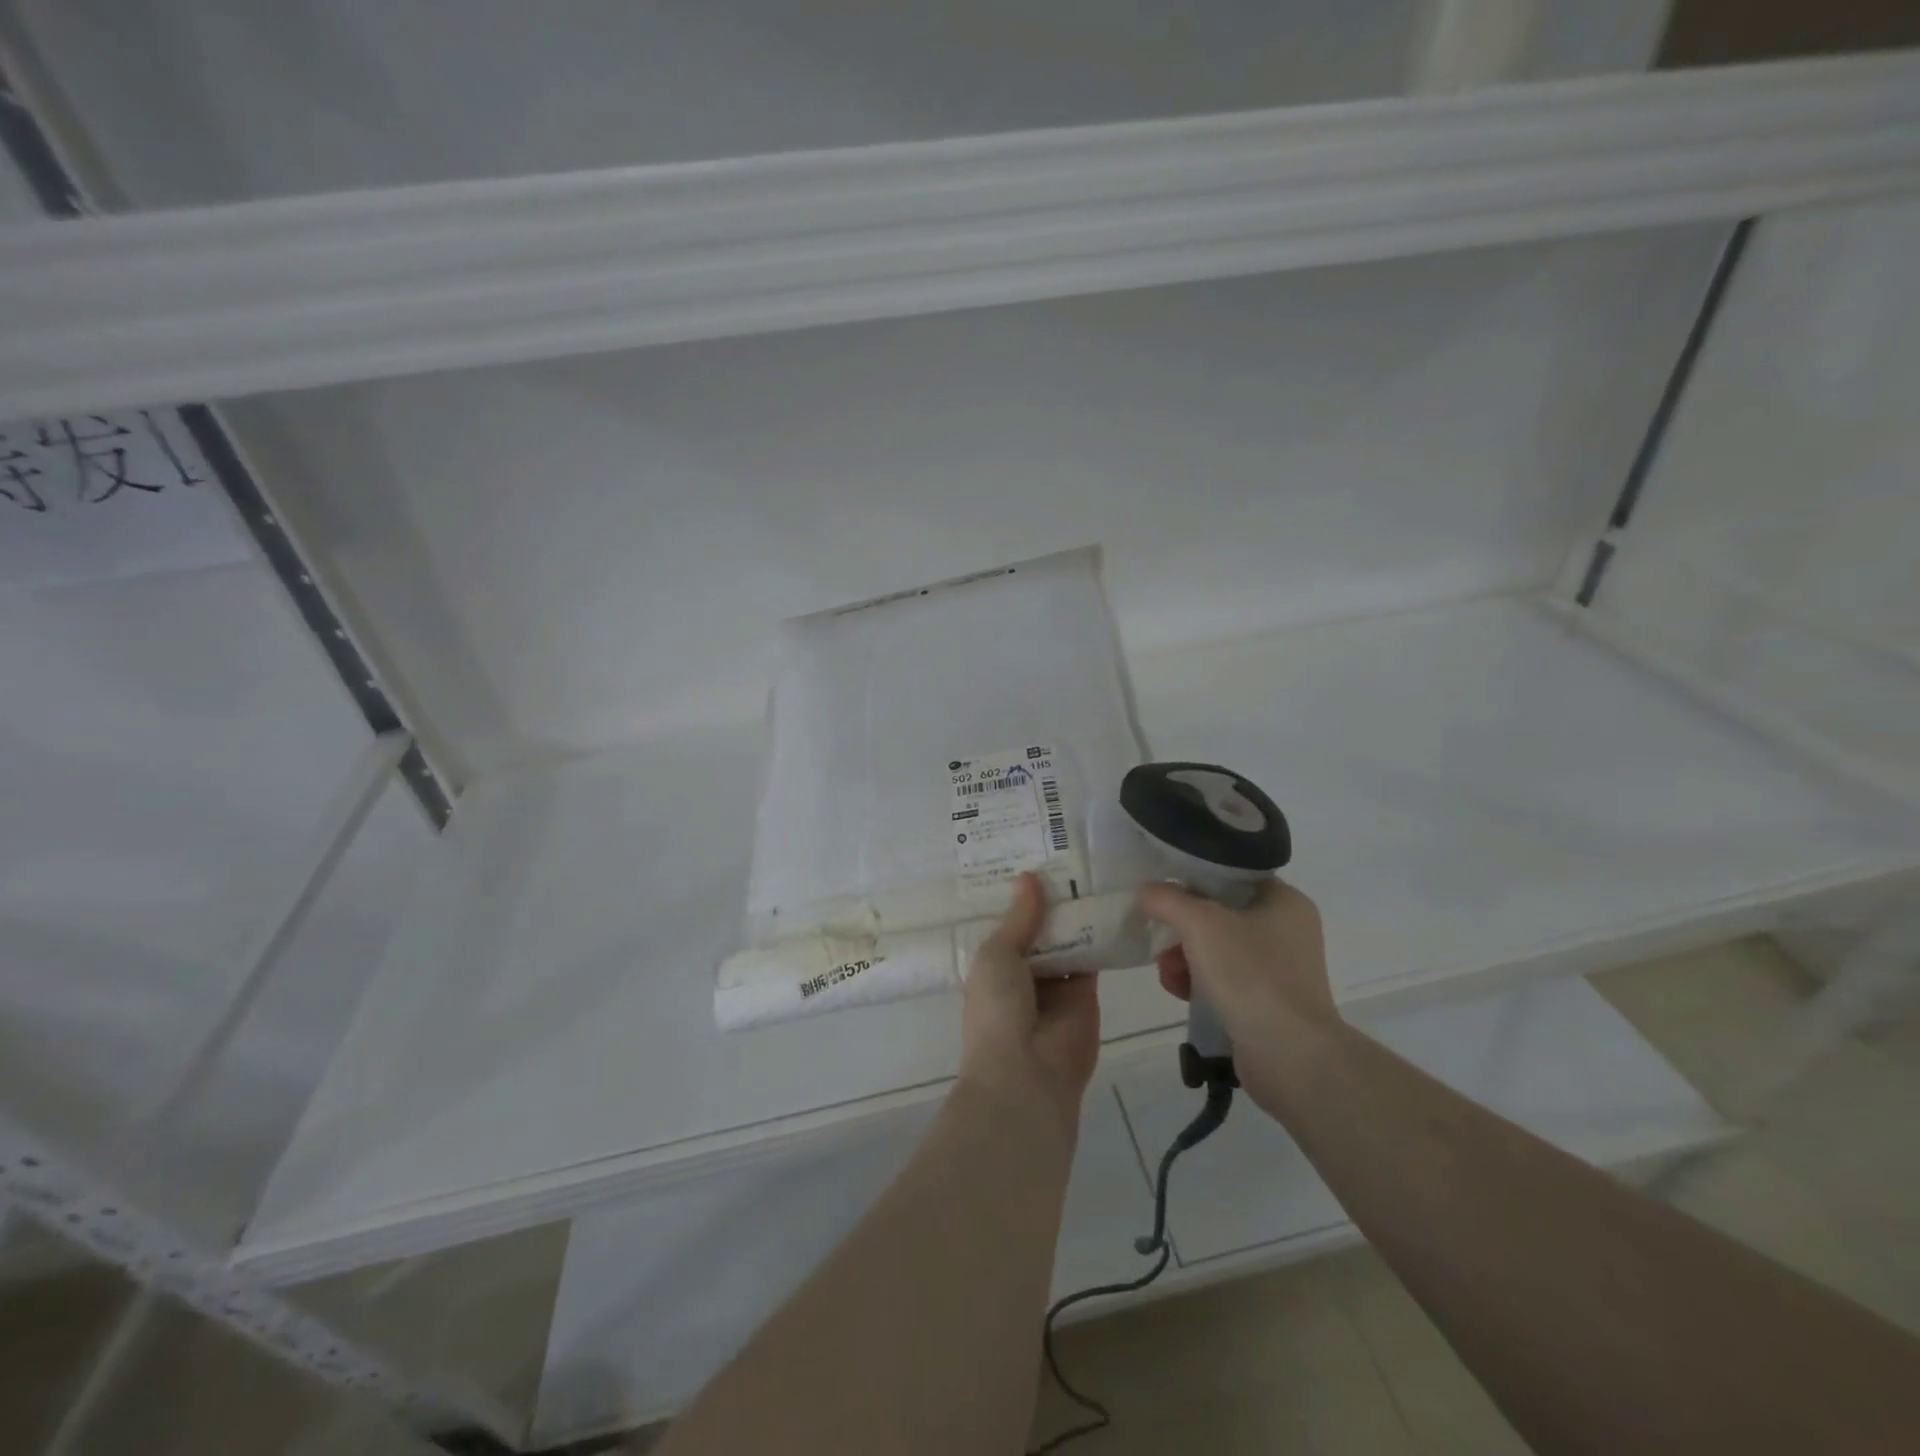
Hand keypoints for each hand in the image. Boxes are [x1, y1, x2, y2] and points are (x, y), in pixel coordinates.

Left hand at [959, 873, 1100, 1138]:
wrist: (1027, 1075)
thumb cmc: (997, 1011)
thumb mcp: (997, 954)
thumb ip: (1019, 918)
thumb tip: (1029, 877)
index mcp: (992, 965)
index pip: (1007, 924)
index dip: (1018, 897)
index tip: (1030, 857)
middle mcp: (1023, 972)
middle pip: (1040, 929)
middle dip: (1050, 901)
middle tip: (1068, 854)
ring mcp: (1056, 983)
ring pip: (1068, 940)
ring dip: (1076, 914)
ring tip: (1091, 867)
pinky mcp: (1087, 994)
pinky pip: (1093, 958)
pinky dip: (1100, 934)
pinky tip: (1109, 900)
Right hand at [1135, 878, 1336, 1086]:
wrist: (1291, 1057)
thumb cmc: (1251, 975)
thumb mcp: (1201, 924)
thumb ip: (1168, 899)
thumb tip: (1146, 889)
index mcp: (1284, 901)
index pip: (1232, 874)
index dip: (1194, 877)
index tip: (1162, 889)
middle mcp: (1286, 930)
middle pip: (1219, 913)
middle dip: (1181, 927)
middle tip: (1160, 940)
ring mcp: (1279, 968)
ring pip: (1217, 948)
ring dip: (1183, 957)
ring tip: (1167, 974)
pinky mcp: (1267, 1001)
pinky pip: (1224, 979)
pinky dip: (1198, 982)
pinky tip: (1180, 992)